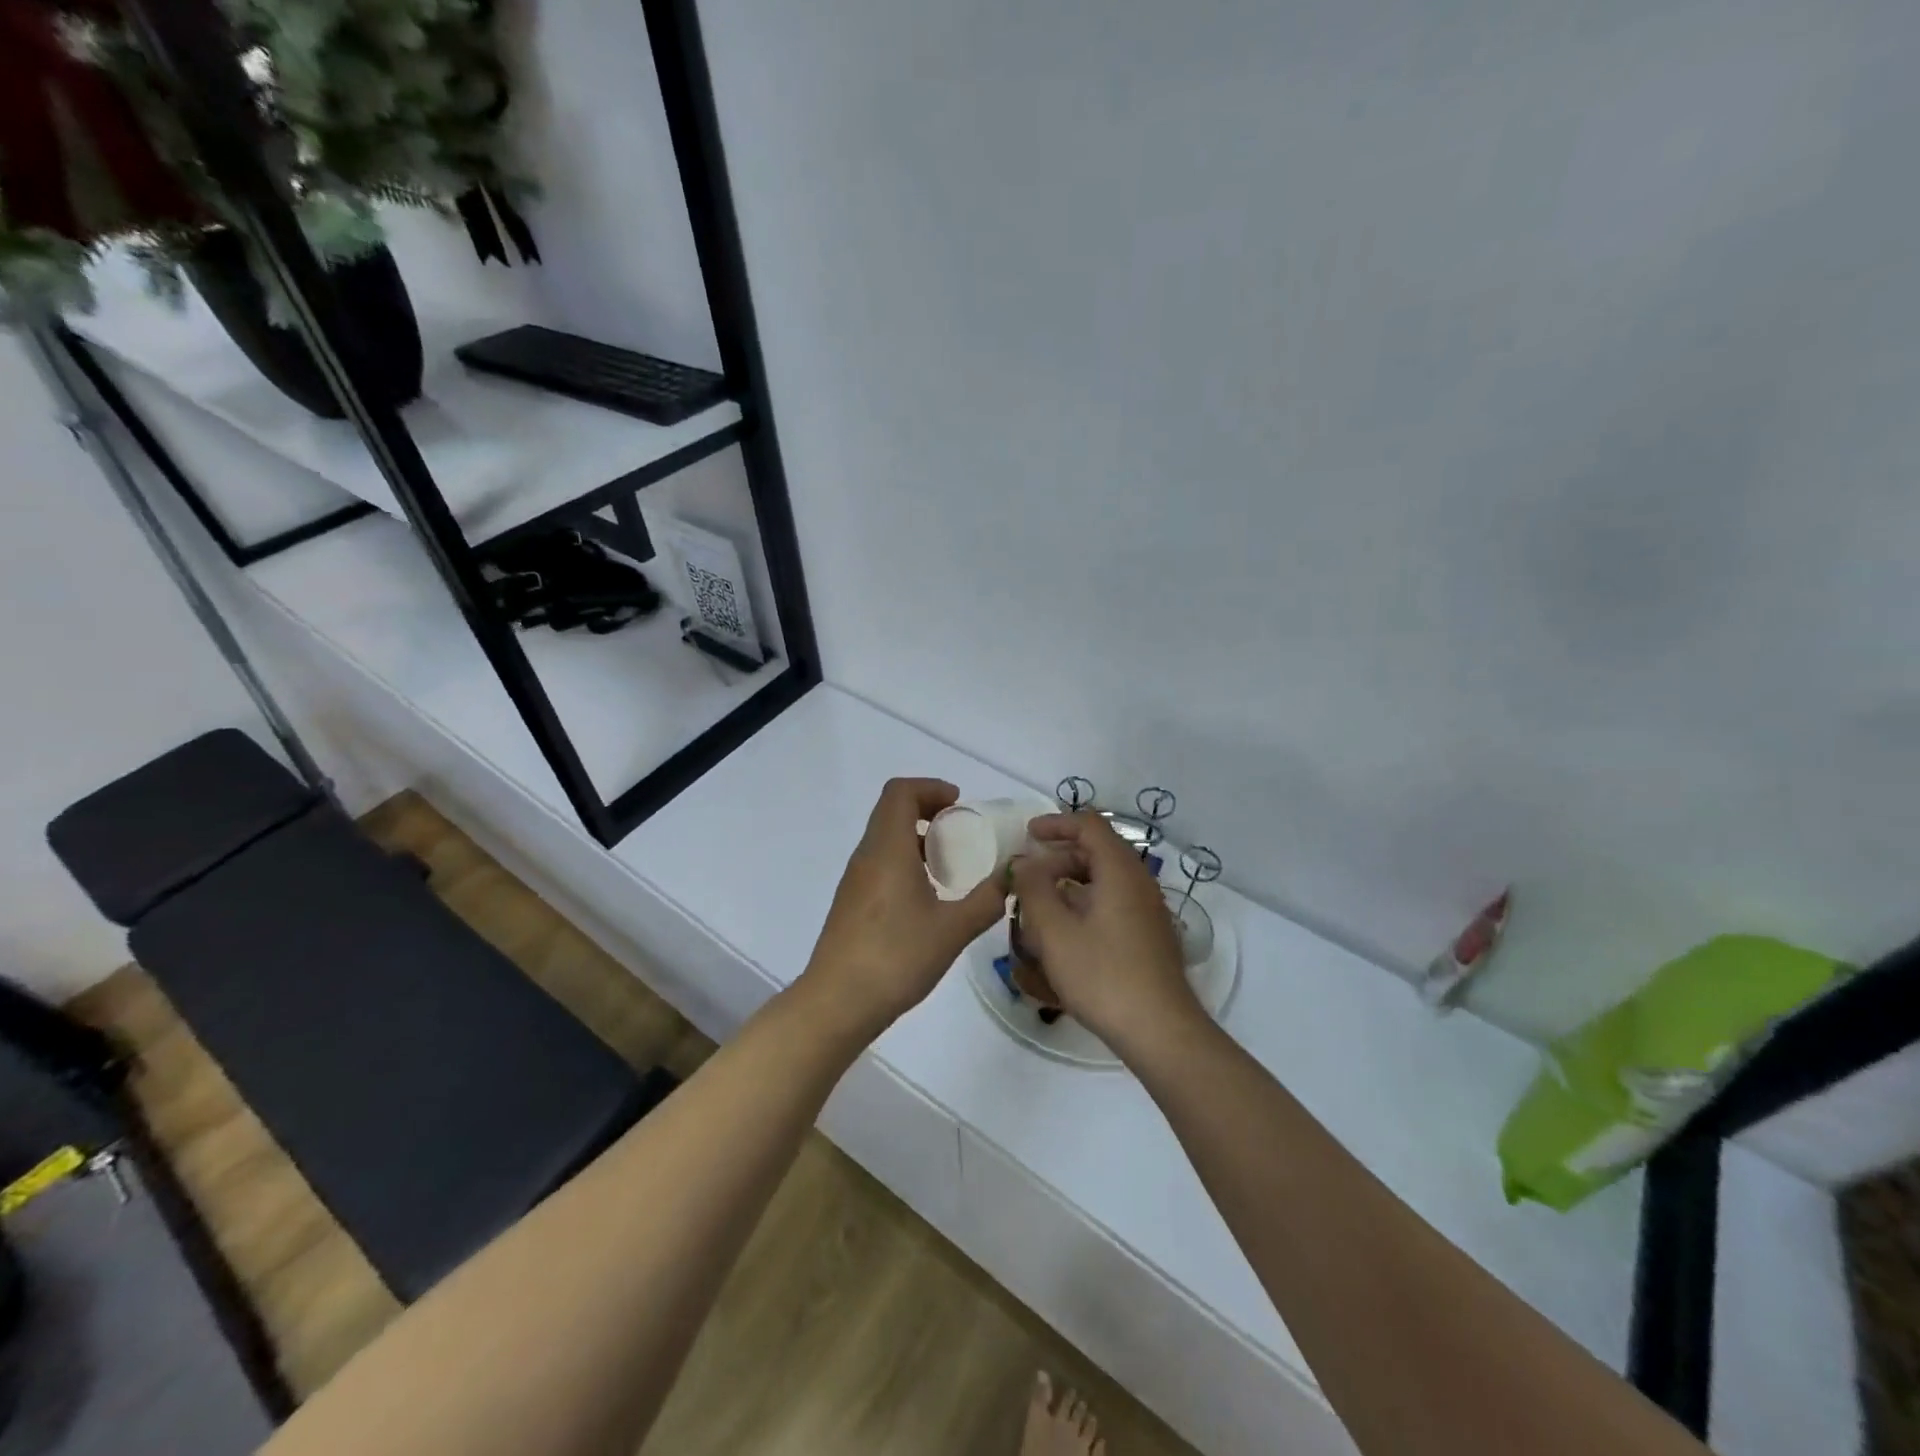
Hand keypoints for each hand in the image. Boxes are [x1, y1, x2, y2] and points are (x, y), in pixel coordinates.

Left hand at [801, 778, 1007, 1037]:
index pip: (900, 792)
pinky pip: (880, 862)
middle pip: (892, 810)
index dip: (930, 788)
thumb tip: (1012, 877)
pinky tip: (927, 896)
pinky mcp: (851, 902)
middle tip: (961, 831)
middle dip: (928, 810)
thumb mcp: (953, 930)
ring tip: (950, 864)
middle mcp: (866, 856)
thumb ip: (987, 900)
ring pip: (885, 837)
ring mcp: (855, 879)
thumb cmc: (896, 958)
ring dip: (917, 837)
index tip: (959, 805)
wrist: (838, 1002)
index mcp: (887, 849)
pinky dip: (905, 860)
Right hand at [1011, 813, 1203, 1059]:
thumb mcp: (1055, 932)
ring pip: (1104, 881)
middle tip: (1028, 878)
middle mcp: (1139, 883)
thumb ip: (1034, 889)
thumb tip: (1024, 862)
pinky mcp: (1149, 936)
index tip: (1028, 834)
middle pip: (1097, 852)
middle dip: (1059, 858)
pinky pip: (1113, 904)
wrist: (1160, 1031)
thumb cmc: (1103, 976)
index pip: (1089, 826)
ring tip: (1038, 909)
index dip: (1056, 824)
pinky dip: (1085, 905)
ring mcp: (1148, 911)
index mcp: (1120, 871)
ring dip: (1069, 885)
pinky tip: (1064, 935)